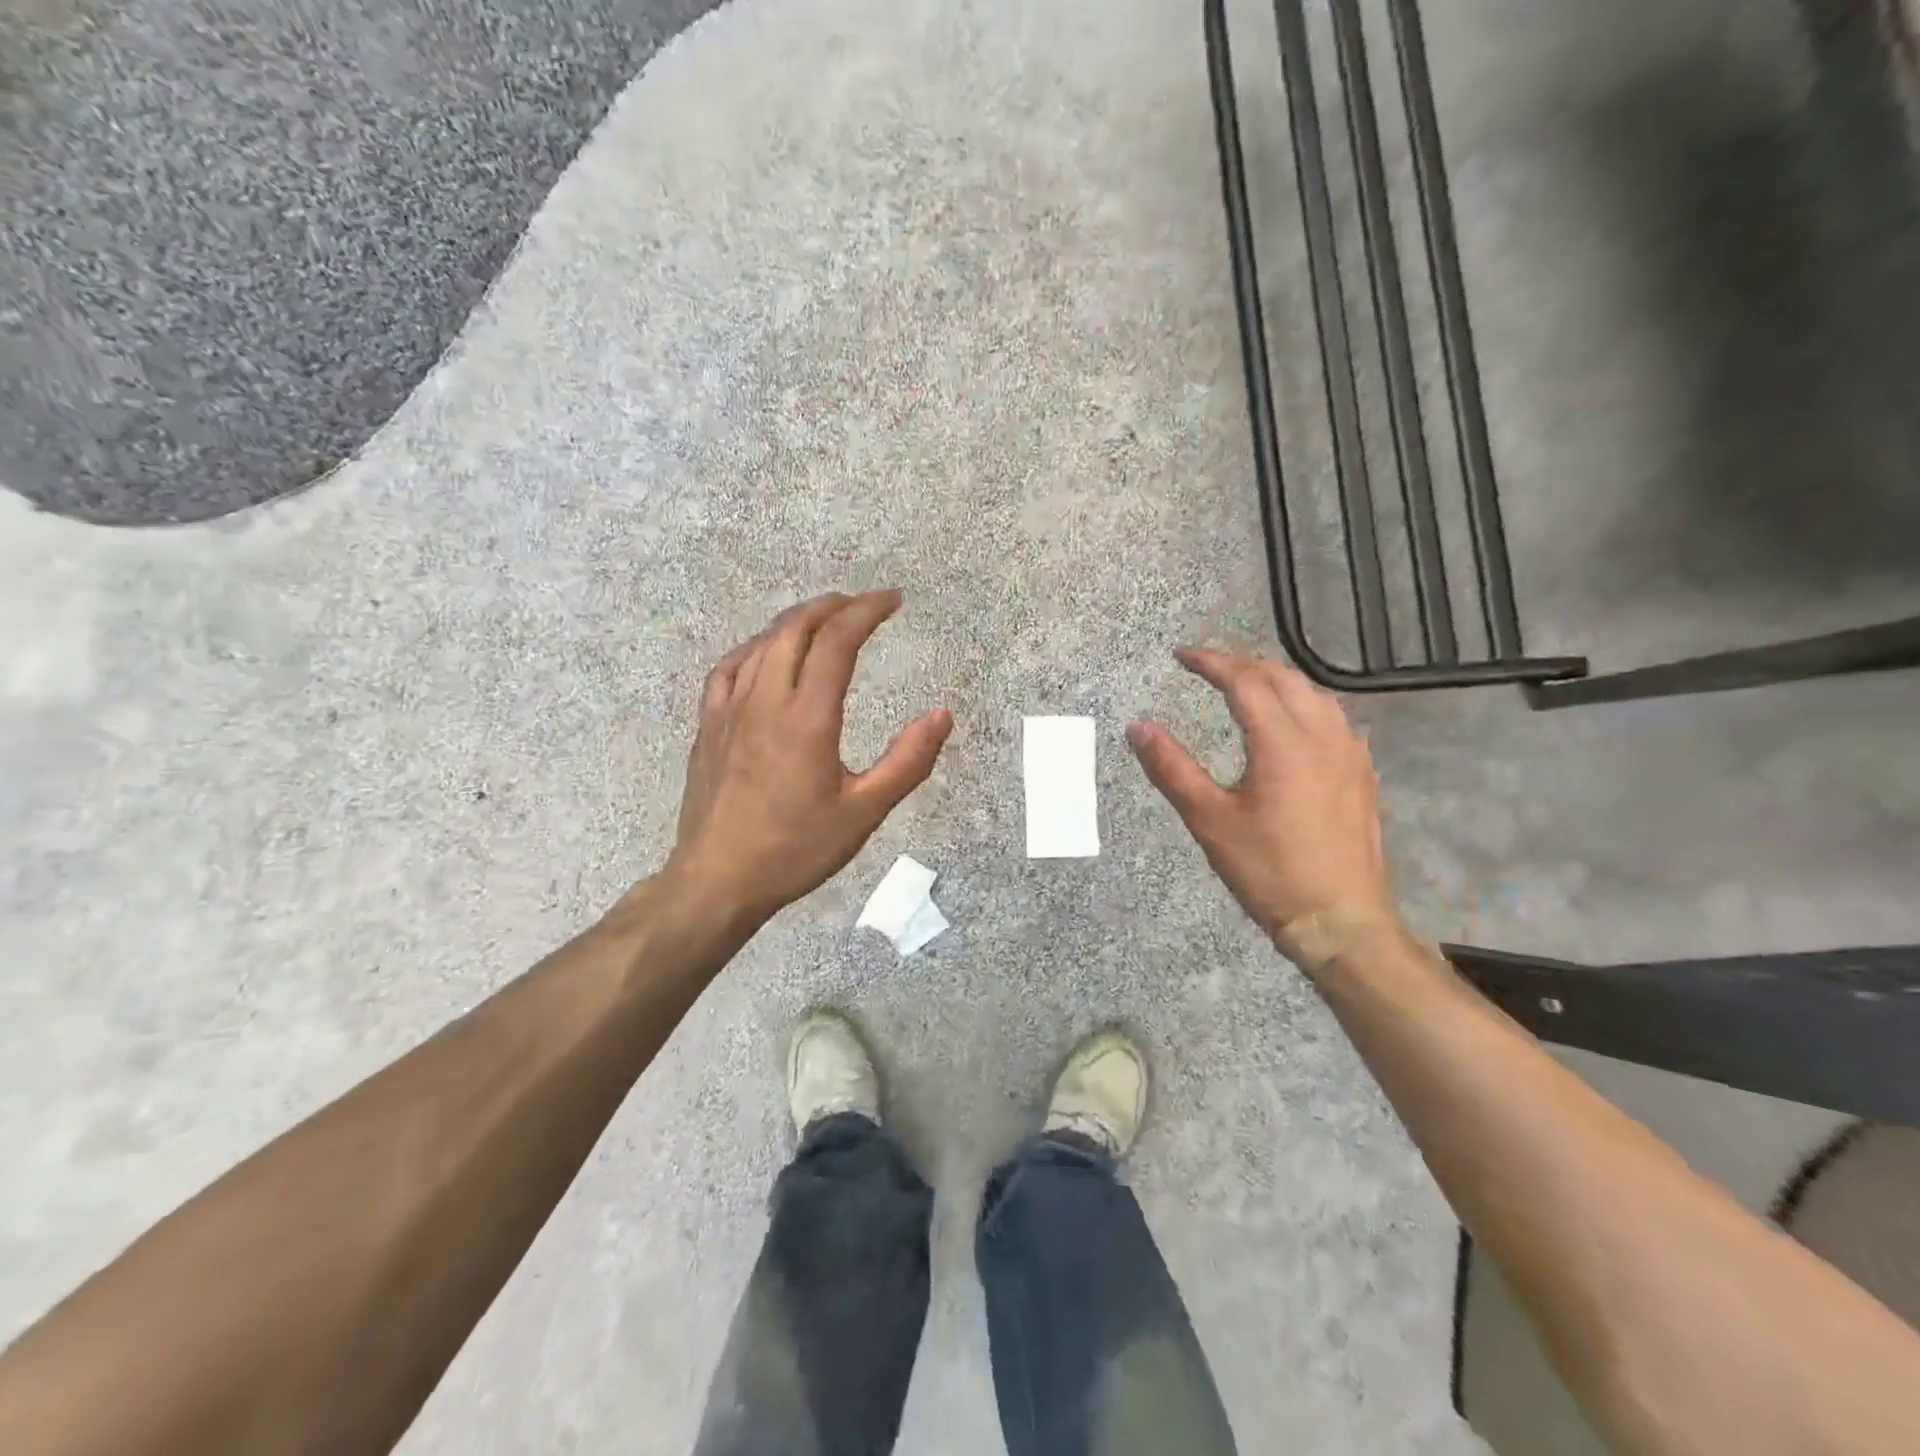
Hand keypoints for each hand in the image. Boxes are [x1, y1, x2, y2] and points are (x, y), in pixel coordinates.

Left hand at [667, 590, 951, 925]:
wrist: (717, 881)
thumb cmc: (795, 849)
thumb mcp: (864, 812)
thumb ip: (907, 762)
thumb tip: (942, 715)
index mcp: (806, 717)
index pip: (837, 642)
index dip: (866, 612)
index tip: (892, 600)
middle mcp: (765, 700)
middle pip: (796, 629)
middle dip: (832, 606)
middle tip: (862, 604)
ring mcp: (729, 710)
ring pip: (762, 643)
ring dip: (796, 621)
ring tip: (823, 620)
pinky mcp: (708, 726)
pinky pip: (728, 669)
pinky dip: (754, 648)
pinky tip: (764, 654)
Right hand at [1128, 649, 1395, 962]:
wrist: (1340, 920)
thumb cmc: (1268, 871)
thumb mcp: (1208, 820)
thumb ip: (1171, 767)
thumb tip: (1137, 728)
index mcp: (1284, 742)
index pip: (1245, 682)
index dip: (1211, 662)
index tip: (1181, 656)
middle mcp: (1323, 736)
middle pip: (1283, 678)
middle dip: (1243, 665)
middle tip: (1208, 668)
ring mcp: (1350, 754)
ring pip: (1314, 695)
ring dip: (1276, 681)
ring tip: (1245, 687)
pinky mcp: (1362, 774)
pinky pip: (1333, 719)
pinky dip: (1303, 704)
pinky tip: (1290, 725)